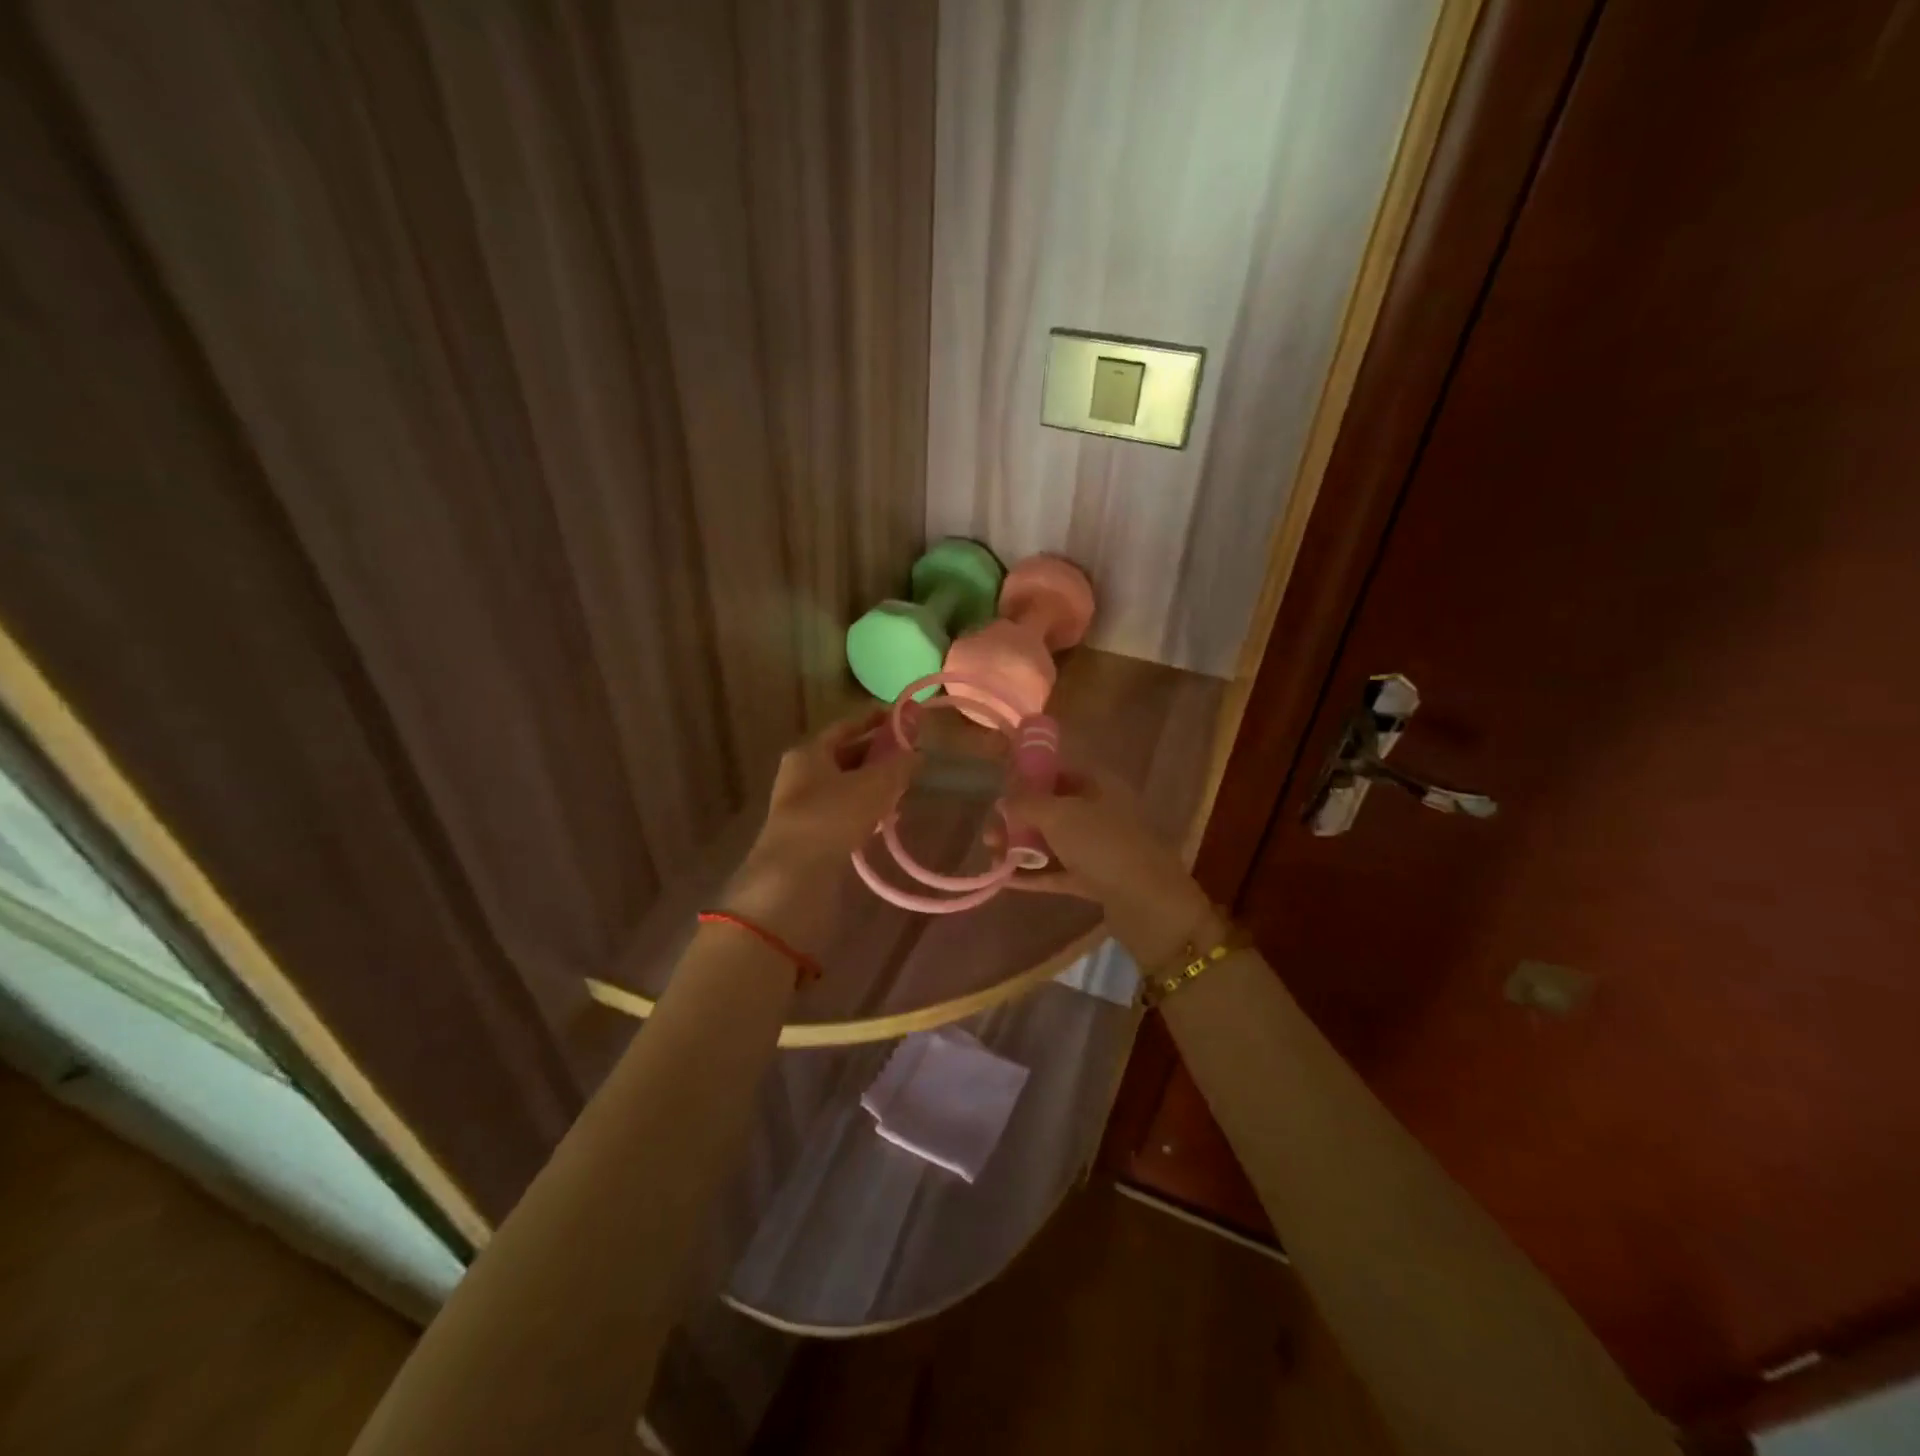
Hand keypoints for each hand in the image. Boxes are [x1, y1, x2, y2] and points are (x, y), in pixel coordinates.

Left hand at [724, 708, 917, 950]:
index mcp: (809, 752)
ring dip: (873, 786)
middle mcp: (801, 775)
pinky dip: (865, 811)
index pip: (845, 726)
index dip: (874, 720)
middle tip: (910, 756)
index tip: (901, 718)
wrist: (794, 878)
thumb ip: (899, 766)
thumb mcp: (874, 785)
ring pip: (845, 787)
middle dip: (878, 756)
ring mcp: (803, 808)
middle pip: (845, 757)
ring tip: (905, 788)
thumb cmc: (832, 817)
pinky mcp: (811, 837)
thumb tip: (918, 754)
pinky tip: (887, 820)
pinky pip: (843, 814)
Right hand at [1003, 765, 1220, 966]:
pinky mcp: (1097, 880)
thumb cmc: (1103, 844)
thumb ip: (1026, 804)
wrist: (1147, 902)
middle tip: (990, 834)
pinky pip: (1060, 871)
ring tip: (993, 856)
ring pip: (1054, 842)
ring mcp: (1100, 848)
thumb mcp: (1058, 815)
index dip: (1029, 780)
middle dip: (1019, 820)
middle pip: (1053, 809)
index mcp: (1100, 785)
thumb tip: (1004, 801)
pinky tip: (1006, 878)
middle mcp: (1101, 812)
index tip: (1001, 793)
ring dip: (1023, 847)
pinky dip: (1035, 873)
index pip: (1059, 772)